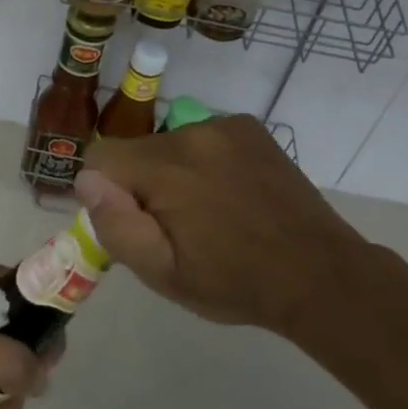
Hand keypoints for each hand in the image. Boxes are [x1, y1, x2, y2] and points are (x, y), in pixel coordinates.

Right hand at [78, 115, 365, 334]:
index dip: (107, 192)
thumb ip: (116, 225)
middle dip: (143, 184)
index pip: (100, 156)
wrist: (320, 274)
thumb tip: (88, 181)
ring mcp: (225, 126)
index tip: (138, 222)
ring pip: (169, 143)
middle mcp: (192, 133)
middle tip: (178, 226)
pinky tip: (231, 192)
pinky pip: (203, 137)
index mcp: (166, 168)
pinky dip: (205, 160)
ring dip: (174, 172)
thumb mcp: (164, 274)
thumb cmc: (234, 282)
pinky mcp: (249, 128)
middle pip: (136, 150)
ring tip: (210, 212)